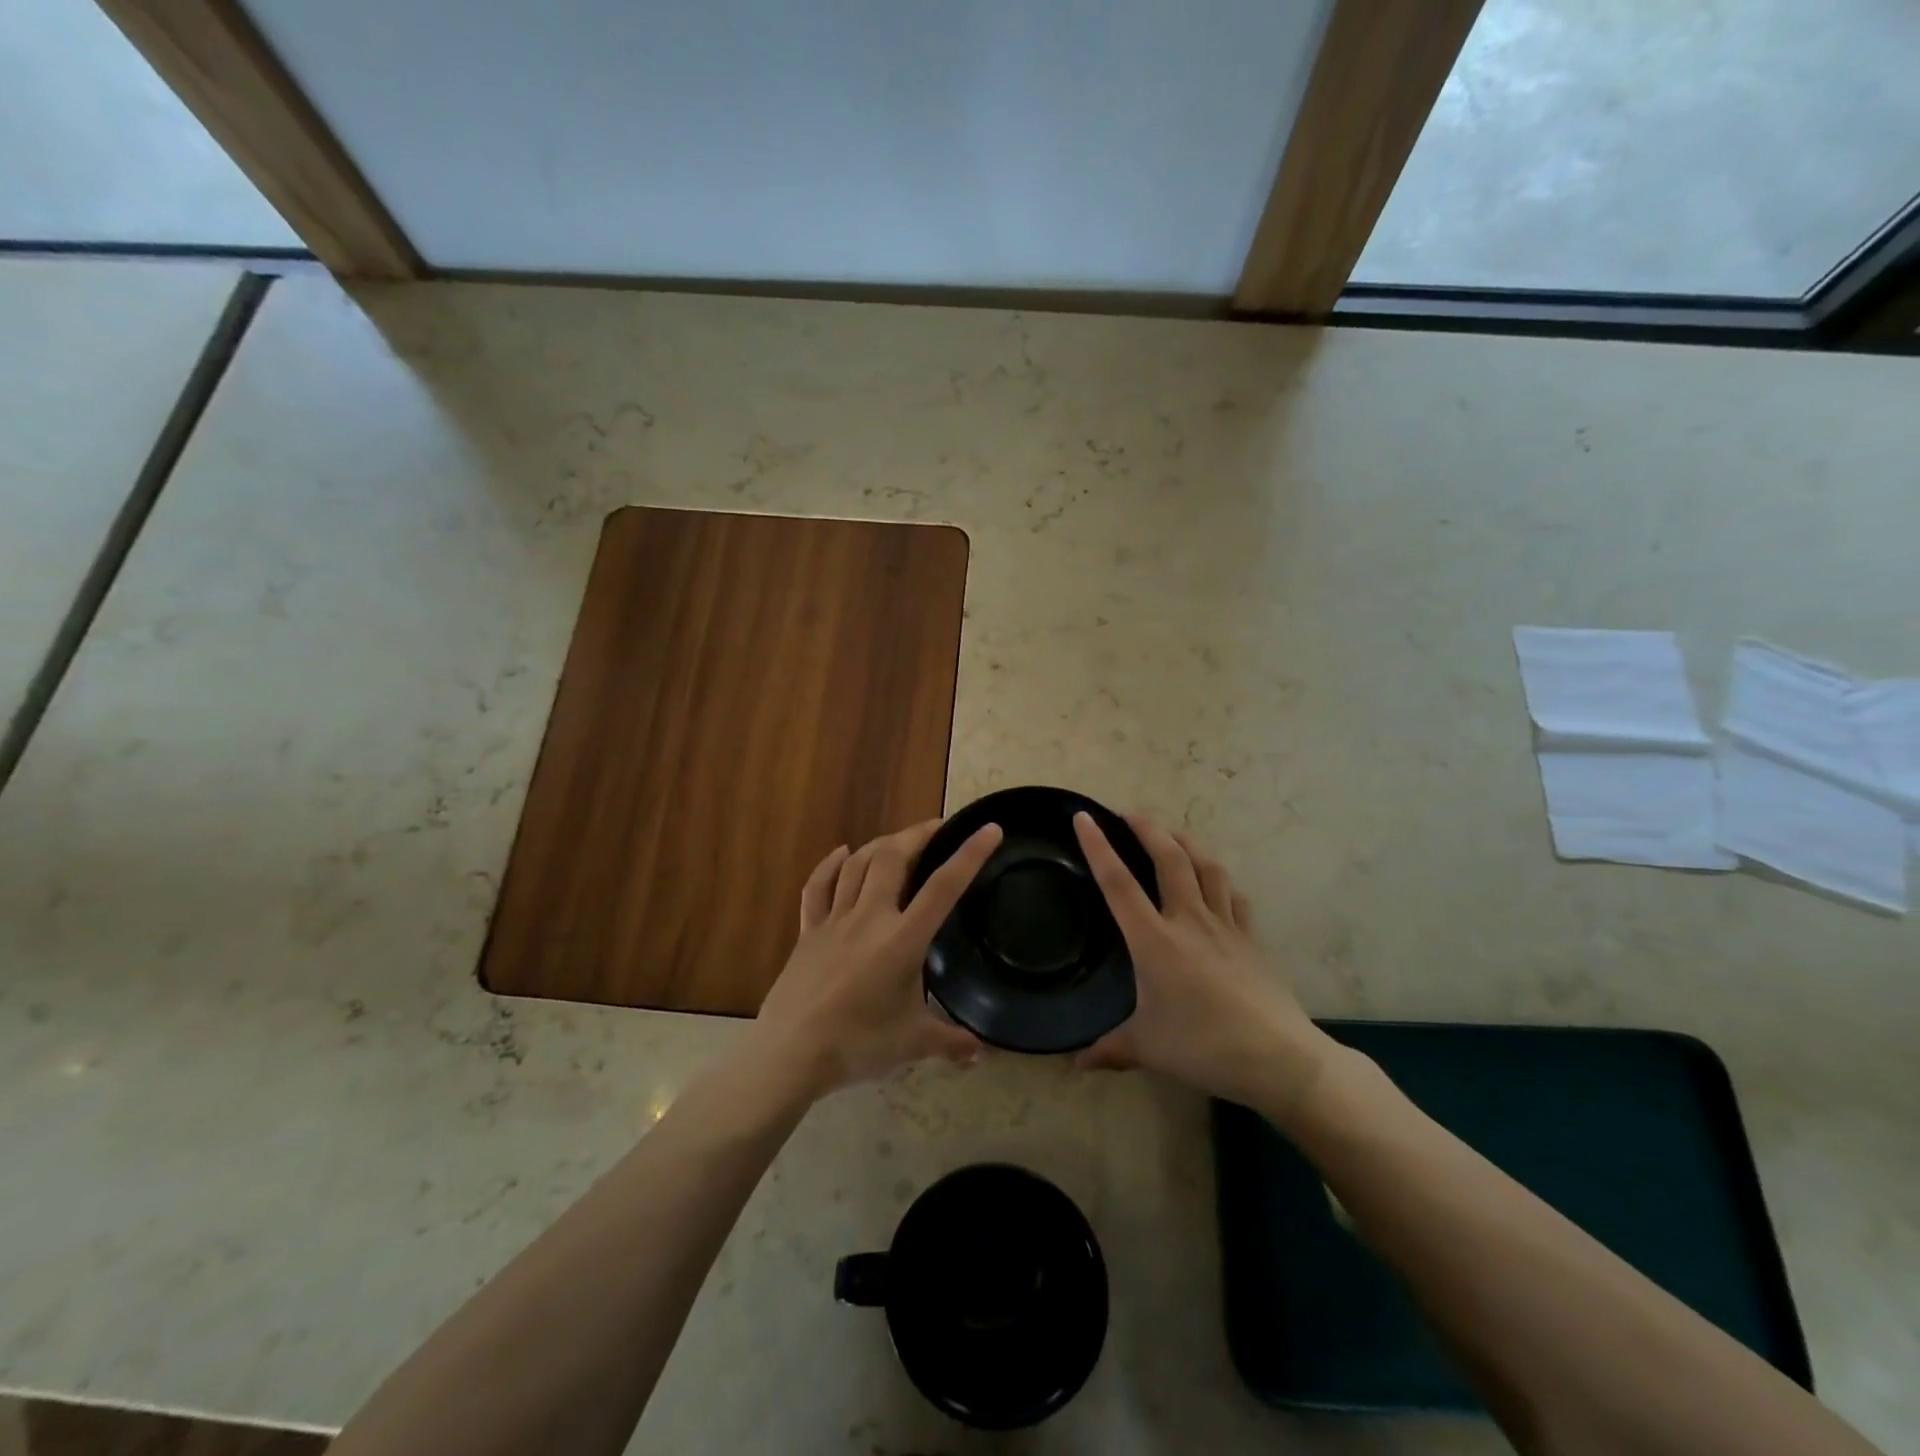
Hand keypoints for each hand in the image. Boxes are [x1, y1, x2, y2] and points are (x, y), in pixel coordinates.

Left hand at [751, 818, 1002, 1097]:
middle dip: (918, 835)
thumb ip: (950, 1043)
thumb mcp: (913, 1044)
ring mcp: (835, 920)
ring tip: (900, 840)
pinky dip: (830, 865)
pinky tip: (842, 853)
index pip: (944, 887)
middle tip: (937, 828)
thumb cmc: (857, 1045)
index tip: (988, 829)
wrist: (790, 1053)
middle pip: (893, 858)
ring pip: (858, 865)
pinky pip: (818, 887)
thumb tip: (981, 1055)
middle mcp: (870, 917)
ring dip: (881, 844)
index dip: (969, 854)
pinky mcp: (808, 931)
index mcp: (903, 939)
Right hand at [1072, 812, 1329, 1112]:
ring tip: (1170, 833)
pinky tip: (1213, 879)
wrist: (1280, 1058)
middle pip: (1168, 858)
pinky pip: (1233, 895)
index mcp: (1155, 940)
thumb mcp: (1147, 1049)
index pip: (1118, 884)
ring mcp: (1225, 925)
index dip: (1099, 847)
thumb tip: (1075, 1065)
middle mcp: (1189, 920)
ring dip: (1186, 841)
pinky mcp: (1251, 938)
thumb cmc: (1204, 1047)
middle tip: (1128, 813)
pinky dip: (1218, 878)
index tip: (1084, 817)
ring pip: (1206, 866)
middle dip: (1147, 828)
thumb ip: (1109, 1050)